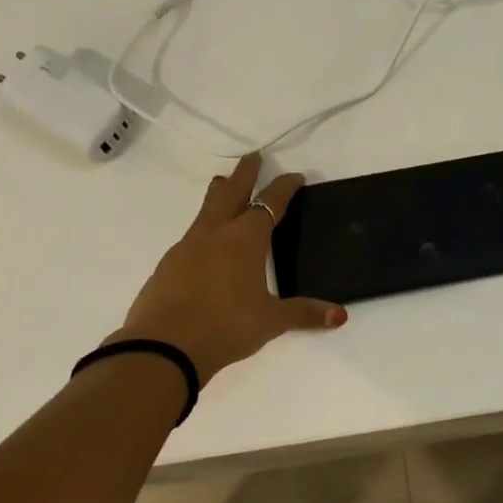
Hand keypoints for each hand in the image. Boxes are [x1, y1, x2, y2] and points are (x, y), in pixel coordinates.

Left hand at [111, 153, 345, 382]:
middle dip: (245, 174)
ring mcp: (187, 247)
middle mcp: (215, 234)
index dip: (284, 188)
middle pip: (232, 193)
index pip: (270, 204)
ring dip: (218, 195)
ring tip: (222, 185)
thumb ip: (303, 314)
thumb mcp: (270, 321)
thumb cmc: (226, 326)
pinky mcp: (168, 265)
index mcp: (245, 240)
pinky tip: (205, 242)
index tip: (294, 177)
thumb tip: (339, 316)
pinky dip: (203, 228)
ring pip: (206, 210)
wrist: (163, 345)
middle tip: (253, 157)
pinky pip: (191, 236)